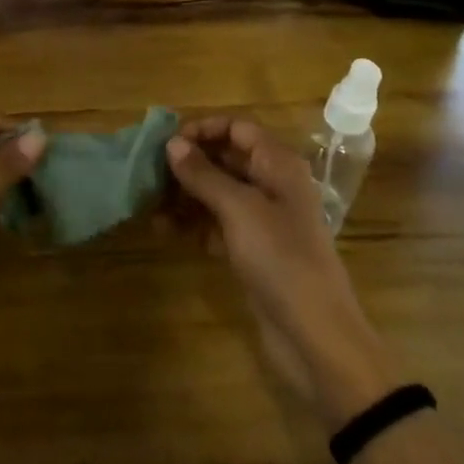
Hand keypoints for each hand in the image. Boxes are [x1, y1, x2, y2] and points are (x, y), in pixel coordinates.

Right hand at [167, 119, 385, 412]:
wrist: (315, 336)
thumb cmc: (281, 258)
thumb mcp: (239, 209)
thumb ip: (203, 174)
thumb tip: (172, 143)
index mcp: (278, 165)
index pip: (237, 128)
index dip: (203, 129)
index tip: (168, 143)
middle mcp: (271, 185)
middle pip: (224, 159)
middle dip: (187, 164)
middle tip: (149, 173)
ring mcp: (261, 220)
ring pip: (216, 193)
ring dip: (183, 195)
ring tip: (148, 203)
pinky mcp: (250, 250)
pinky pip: (215, 224)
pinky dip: (191, 223)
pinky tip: (162, 229)